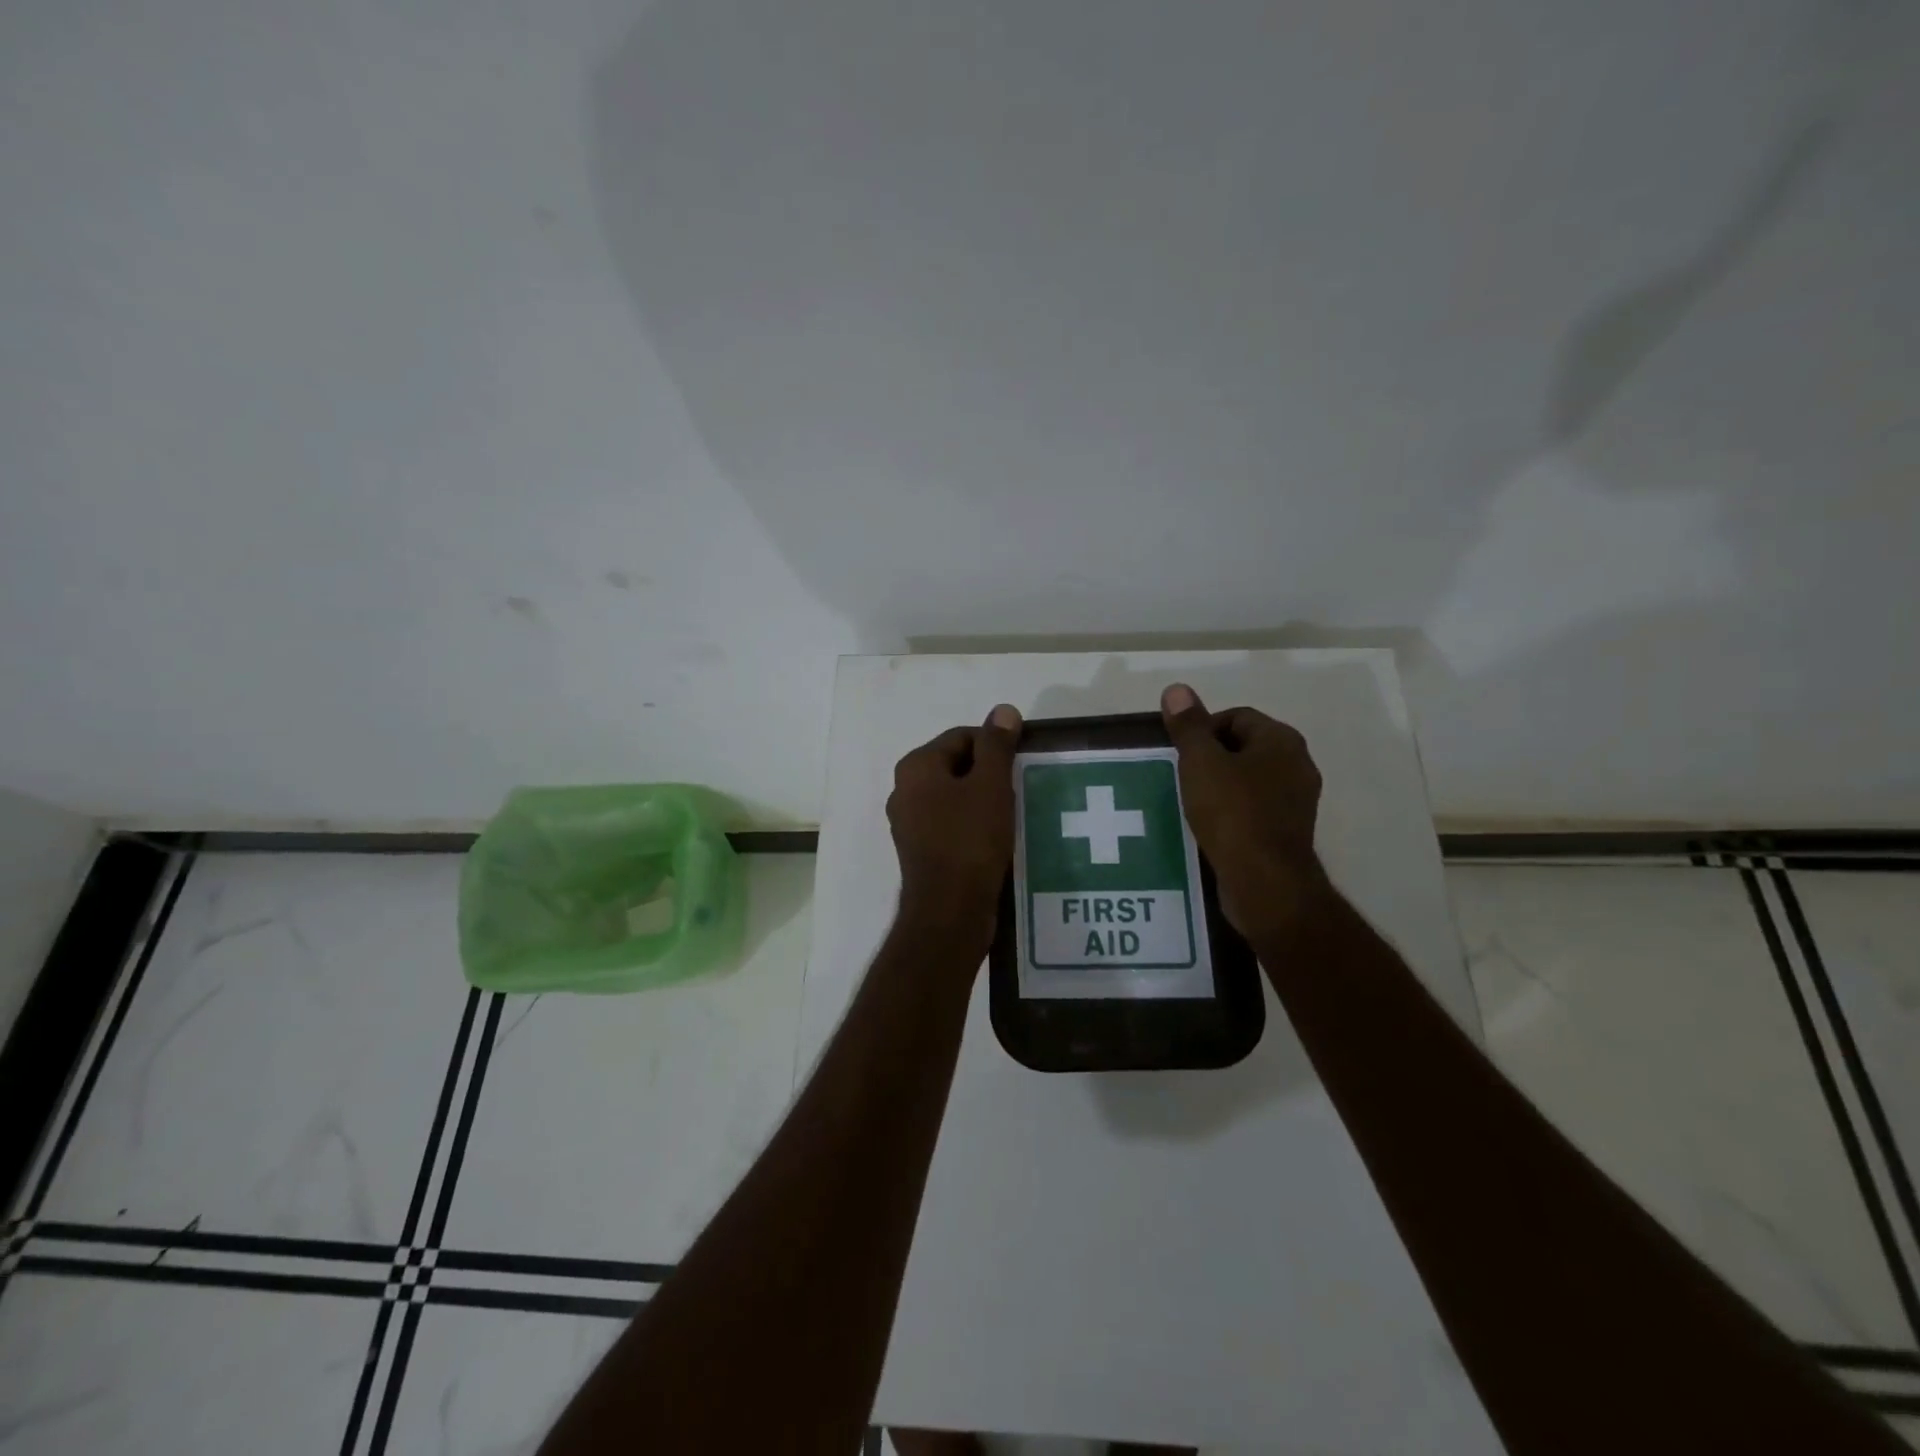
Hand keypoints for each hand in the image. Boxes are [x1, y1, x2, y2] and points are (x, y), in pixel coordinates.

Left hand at [887, 705, 1022, 946]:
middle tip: (1017, 789)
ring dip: (983, 800)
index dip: (994, 745)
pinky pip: (951, 823)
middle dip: (988, 774)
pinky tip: (996, 837)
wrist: (950, 911)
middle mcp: (904, 790)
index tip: (1020, 764)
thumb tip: (1003, 710)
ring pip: (954, 796)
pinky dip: (973, 823)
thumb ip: (997, 745)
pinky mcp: (921, 850)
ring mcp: (910, 823)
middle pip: (956, 765)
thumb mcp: (991, 785)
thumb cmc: (970, 840)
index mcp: (916, 767)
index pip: (961, 737)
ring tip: (1011, 814)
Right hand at [1161, 683, 1325, 937]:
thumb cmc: (1232, 813)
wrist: (1264, 882)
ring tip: (1189, 802)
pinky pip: (1252, 809)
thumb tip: (1177, 689)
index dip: (1203, 729)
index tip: (1179, 753)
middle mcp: (1297, 765)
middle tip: (1181, 776)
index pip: (1237, 716)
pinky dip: (1229, 812)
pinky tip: (1207, 827)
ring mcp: (1296, 801)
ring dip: (1218, 787)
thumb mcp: (1201, 763)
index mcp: (1282, 741)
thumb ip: (1189, 726)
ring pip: (1247, 780)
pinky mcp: (1287, 833)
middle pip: (1243, 747)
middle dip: (1209, 758)